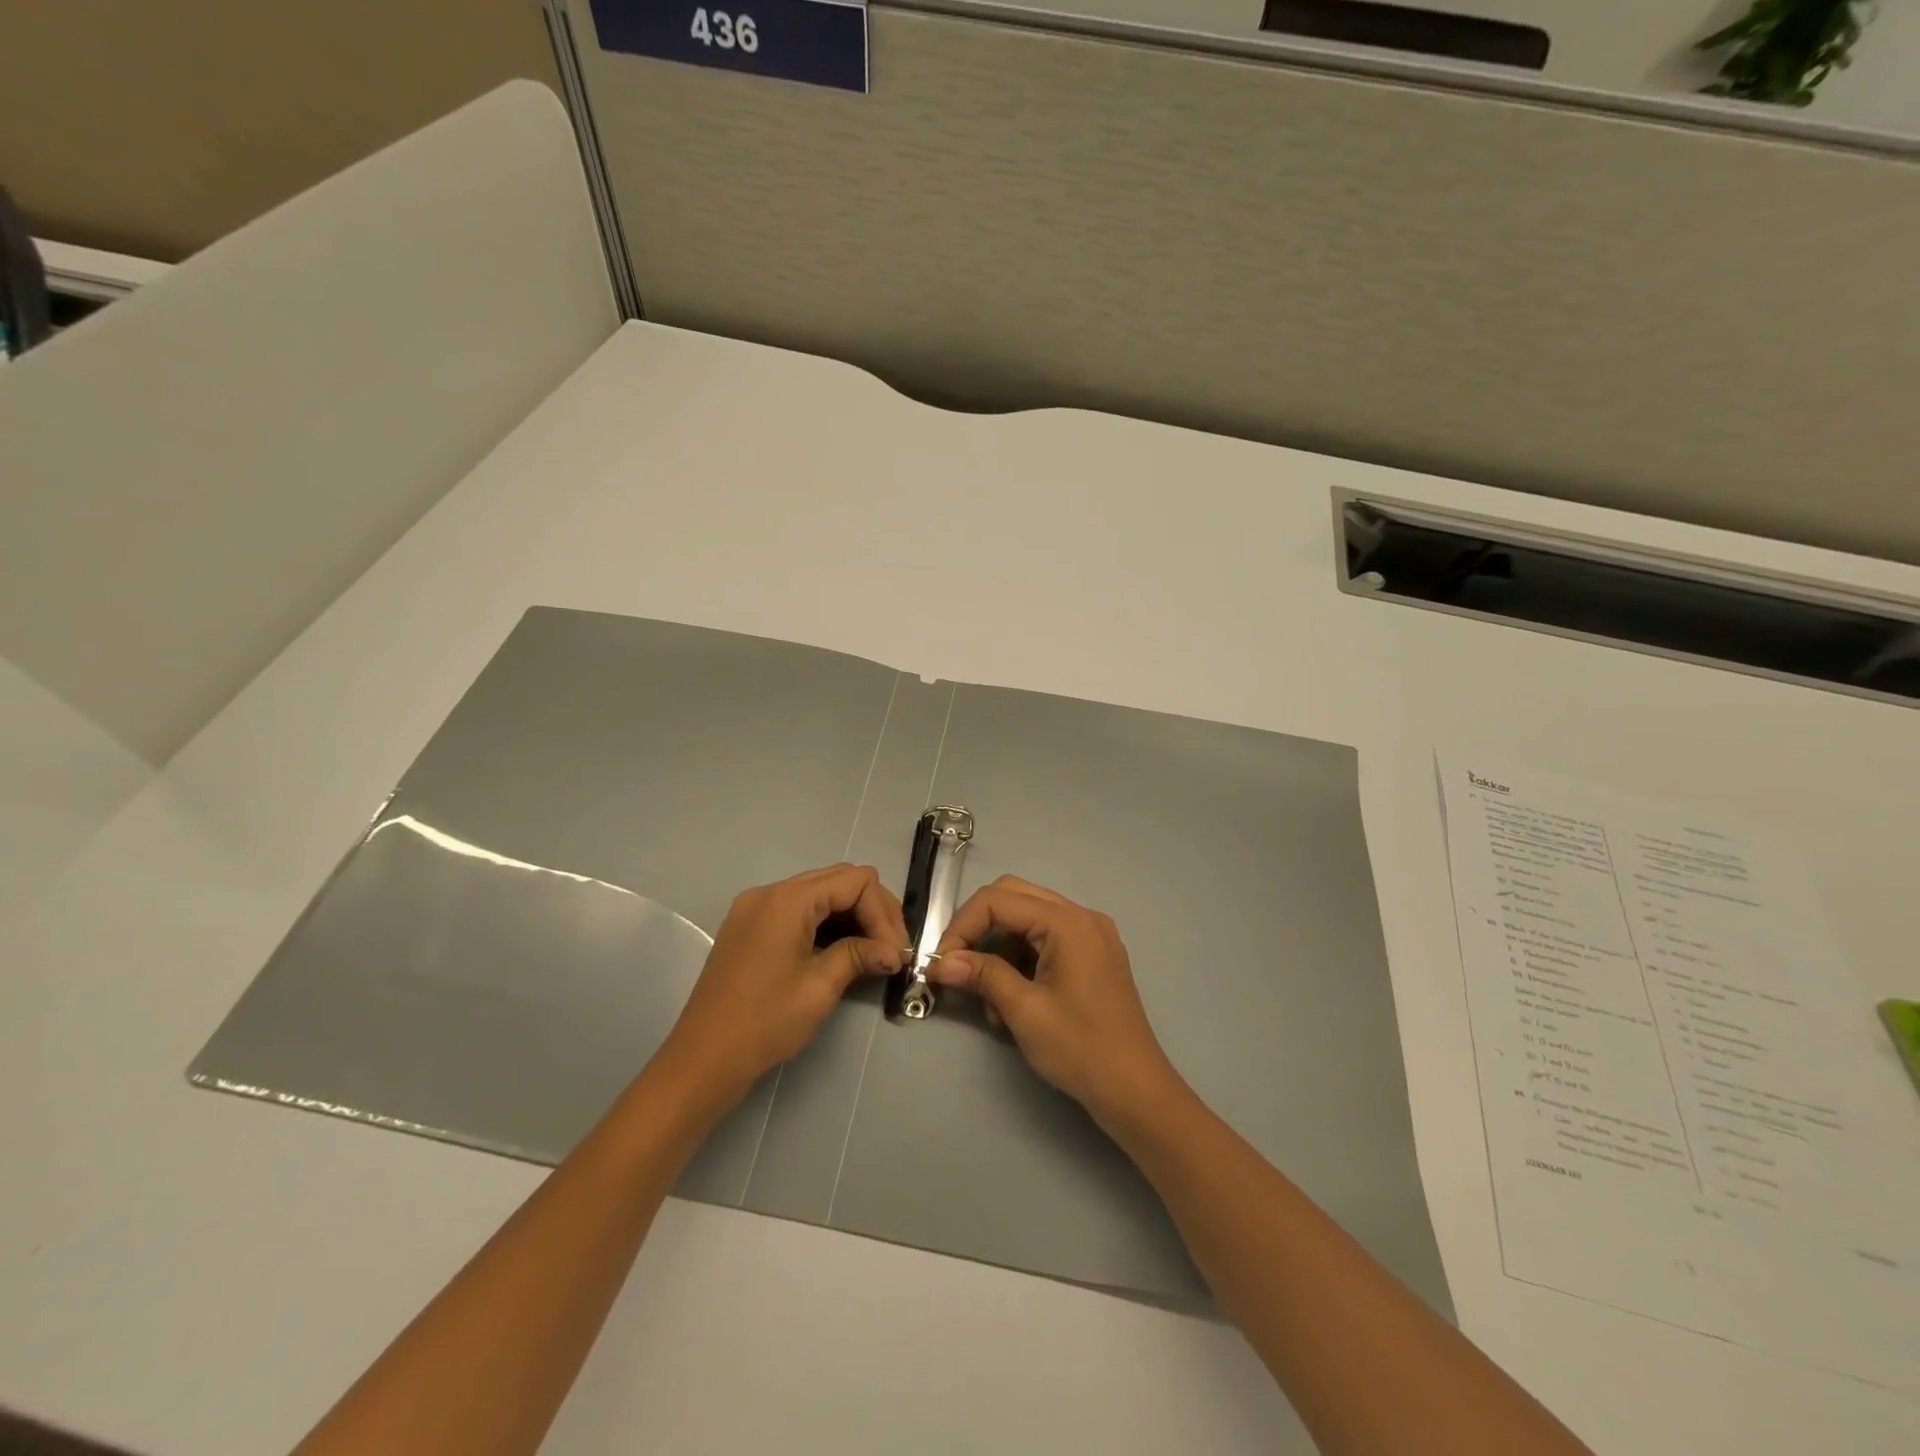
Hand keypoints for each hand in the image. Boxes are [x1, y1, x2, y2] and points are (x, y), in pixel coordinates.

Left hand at [660, 864, 908, 1104]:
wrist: (702, 1060)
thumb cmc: (765, 1021)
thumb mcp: (820, 986)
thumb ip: (859, 955)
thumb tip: (894, 952)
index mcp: (787, 899)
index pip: (855, 881)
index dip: (883, 912)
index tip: (897, 952)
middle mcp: (770, 892)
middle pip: (838, 881)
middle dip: (871, 911)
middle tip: (892, 950)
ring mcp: (755, 909)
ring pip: (819, 894)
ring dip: (851, 917)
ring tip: (873, 953)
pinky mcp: (749, 928)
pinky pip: (798, 911)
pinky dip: (825, 924)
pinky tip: (842, 951)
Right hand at [927, 875, 1185, 1131]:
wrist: (1136, 1091)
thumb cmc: (1080, 1049)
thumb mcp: (1024, 1011)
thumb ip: (982, 975)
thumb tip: (941, 963)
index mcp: (1068, 922)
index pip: (999, 900)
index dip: (962, 926)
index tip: (942, 963)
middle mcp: (1081, 917)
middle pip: (1013, 897)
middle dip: (978, 928)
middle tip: (955, 964)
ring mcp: (1090, 935)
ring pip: (1027, 919)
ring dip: (999, 948)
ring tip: (988, 999)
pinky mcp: (1092, 955)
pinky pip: (1045, 939)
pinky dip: (1021, 960)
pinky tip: (1011, 1001)